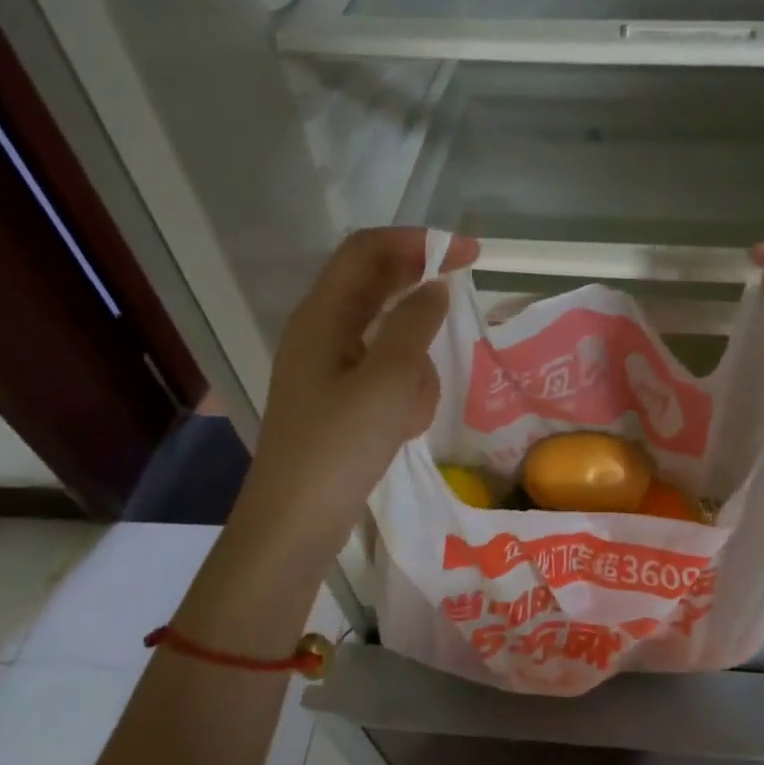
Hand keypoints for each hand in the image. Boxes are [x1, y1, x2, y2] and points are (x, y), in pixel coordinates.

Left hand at [230, 228, 477, 582]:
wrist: (296, 523)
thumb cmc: (340, 446)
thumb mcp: (388, 379)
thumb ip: (415, 324)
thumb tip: (434, 287)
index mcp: (322, 315)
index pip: (368, 250)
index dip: (418, 241)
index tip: (468, 254)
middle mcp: (321, 331)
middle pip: (377, 288)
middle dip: (421, 299)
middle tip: (461, 305)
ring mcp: (329, 367)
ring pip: (389, 339)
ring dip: (414, 362)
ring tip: (413, 407)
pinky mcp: (339, 400)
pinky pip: (384, 377)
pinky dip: (402, 392)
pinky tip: (403, 428)